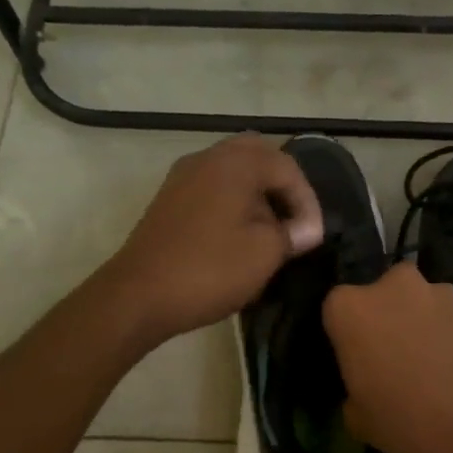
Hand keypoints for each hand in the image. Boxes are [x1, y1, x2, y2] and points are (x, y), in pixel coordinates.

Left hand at [100, 136, 324, 348]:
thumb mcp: (265, 253)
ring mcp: (183, 177)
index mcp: (235, 163)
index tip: (313, 237)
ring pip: (232, 171)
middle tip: (295, 220)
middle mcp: (207, 158)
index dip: (307, 201)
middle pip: (257, 157)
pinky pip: (212, 187)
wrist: (139, 295)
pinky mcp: (169, 200)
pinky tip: (239, 235)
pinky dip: (233, 202)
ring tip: (271, 231)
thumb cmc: (210, 269)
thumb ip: (292, 233)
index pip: (286, 166)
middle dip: (282, 186)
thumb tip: (305, 229)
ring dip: (257, 194)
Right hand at [322, 264, 452, 452]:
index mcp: (348, 307)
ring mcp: (435, 291)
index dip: (345, 338)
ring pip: (415, 304)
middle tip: (389, 360)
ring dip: (416, 325)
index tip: (354, 364)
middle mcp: (389, 285)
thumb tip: (365, 384)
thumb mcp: (357, 418)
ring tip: (426, 366)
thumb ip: (352, 387)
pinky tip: (451, 367)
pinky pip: (444, 317)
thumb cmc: (406, 422)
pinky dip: (444, 334)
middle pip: (378, 298)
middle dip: (383, 321)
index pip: (335, 312)